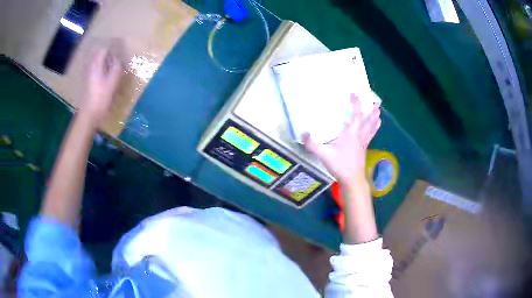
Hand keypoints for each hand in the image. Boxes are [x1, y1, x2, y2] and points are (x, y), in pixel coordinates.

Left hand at [79, 46, 121, 123]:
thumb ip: (116, 67)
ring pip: (95, 61)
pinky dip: (100, 66)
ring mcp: (87, 75)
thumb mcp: (112, 82)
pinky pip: (93, 68)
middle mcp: (89, 67)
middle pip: (98, 53)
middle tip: (116, 53)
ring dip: (103, 59)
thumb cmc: (100, 98)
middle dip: (107, 51)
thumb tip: (117, 58)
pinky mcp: (86, 82)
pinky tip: (104, 72)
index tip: (119, 46)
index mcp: (96, 65)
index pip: (104, 49)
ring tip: (111, 61)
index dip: (112, 46)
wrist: (88, 115)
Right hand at [303, 94, 380, 186]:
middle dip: (373, 111)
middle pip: (369, 121)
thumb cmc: (340, 165)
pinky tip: (373, 130)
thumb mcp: (324, 155)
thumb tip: (304, 133)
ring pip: (372, 129)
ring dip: (375, 120)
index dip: (357, 103)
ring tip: (379, 113)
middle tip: (377, 103)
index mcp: (352, 134)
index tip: (354, 93)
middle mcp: (360, 136)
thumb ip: (313, 144)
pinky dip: (373, 129)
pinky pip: (370, 136)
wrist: (352, 180)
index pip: (357, 115)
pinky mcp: (364, 150)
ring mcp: (363, 143)